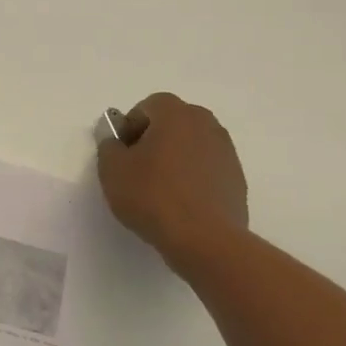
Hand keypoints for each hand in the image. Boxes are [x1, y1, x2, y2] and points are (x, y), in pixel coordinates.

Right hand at [96, 93, 247, 258]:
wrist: (205, 240)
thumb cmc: (153, 196)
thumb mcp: (112, 170)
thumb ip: (108, 146)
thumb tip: (116, 140)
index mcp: (176, 114)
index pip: (149, 106)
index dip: (131, 126)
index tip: (123, 153)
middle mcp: (206, 124)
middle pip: (173, 122)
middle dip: (154, 139)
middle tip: (138, 168)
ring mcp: (226, 151)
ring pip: (192, 145)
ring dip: (175, 158)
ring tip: (160, 189)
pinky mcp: (236, 179)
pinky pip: (207, 168)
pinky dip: (193, 177)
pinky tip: (181, 204)